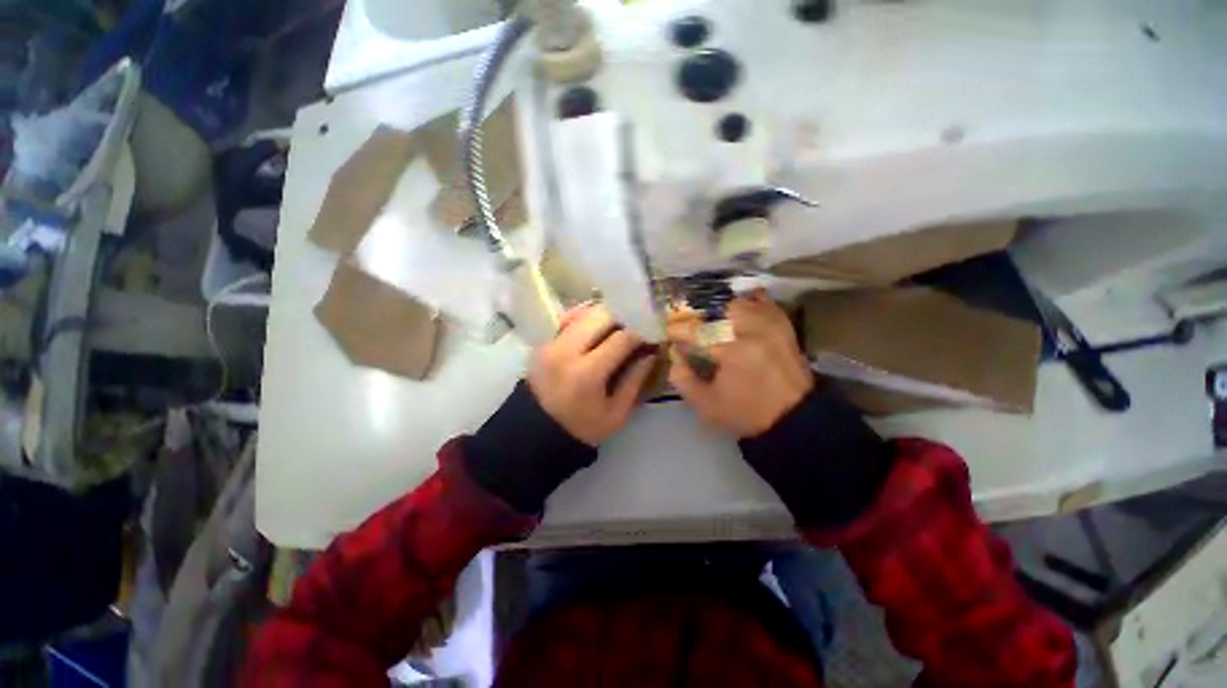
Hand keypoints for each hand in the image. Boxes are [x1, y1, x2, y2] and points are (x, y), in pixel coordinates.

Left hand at [528, 303, 656, 445]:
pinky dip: (587, 317)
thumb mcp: (617, 413)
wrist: (537, 431)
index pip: (621, 338)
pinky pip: (569, 318)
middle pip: (602, 316)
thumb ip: (636, 380)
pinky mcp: (543, 341)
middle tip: (636, 327)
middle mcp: (566, 350)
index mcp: (586, 373)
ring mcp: (551, 343)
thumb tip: (652, 353)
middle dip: (624, 318)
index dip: (641, 333)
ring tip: (620, 326)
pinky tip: (598, 327)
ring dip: (607, 315)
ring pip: (585, 312)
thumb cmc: (582, 427)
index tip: (652, 335)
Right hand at [668, 291, 813, 436]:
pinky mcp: (782, 325)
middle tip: (690, 326)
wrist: (793, 416)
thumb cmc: (746, 411)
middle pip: (716, 309)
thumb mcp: (706, 404)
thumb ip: (683, 379)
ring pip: (738, 302)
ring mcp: (769, 325)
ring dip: (720, 309)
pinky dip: (749, 301)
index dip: (678, 331)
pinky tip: (738, 309)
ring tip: (711, 319)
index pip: (696, 331)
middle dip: (698, 316)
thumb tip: (674, 355)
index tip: (669, 334)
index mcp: (732, 351)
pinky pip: (764, 301)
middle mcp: (752, 331)